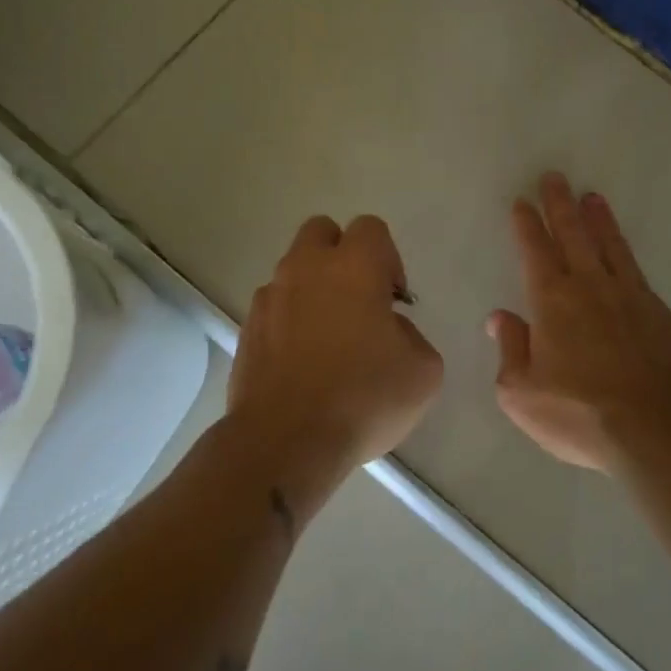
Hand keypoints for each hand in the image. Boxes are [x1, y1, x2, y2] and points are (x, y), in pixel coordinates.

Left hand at [230, 215, 442, 482]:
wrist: (285, 441)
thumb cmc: (363, 397)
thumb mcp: (423, 371)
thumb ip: (412, 334)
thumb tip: (388, 329)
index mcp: (354, 266)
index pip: (371, 228)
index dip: (389, 258)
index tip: (394, 300)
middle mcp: (306, 268)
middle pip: (322, 231)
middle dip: (342, 255)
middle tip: (359, 301)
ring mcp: (270, 297)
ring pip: (294, 270)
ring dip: (313, 289)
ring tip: (329, 339)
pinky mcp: (247, 328)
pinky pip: (274, 307)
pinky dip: (289, 321)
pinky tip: (302, 362)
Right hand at [488, 174, 670, 473]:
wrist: (654, 429)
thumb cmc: (578, 413)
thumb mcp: (521, 392)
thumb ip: (510, 349)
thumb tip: (501, 317)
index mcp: (552, 301)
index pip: (535, 251)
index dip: (527, 225)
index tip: (523, 201)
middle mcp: (590, 287)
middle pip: (573, 235)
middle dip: (560, 204)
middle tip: (554, 177)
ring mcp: (630, 297)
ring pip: (611, 246)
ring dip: (599, 220)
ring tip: (593, 197)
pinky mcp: (660, 314)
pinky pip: (638, 274)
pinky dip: (627, 255)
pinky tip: (625, 255)